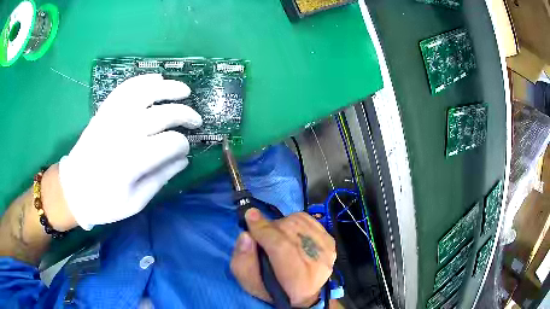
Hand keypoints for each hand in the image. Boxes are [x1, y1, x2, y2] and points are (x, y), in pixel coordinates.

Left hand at [58, 74, 201, 229]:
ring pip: (145, 92)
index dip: (183, 145)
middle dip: (185, 115)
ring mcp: (112, 117)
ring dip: (168, 88)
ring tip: (184, 91)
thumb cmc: (104, 202)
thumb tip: (184, 160)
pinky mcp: (104, 111)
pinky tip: (157, 80)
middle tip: (196, 120)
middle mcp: (123, 133)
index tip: (186, 151)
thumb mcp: (135, 202)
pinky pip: (125, 88)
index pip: (170, 143)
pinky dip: (143, 80)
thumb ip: (160, 178)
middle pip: (162, 114)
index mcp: (132, 161)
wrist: (73, 189)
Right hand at [231, 209, 335, 306]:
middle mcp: (319, 265)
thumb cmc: (272, 289)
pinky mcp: (331, 242)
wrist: (302, 292)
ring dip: (281, 223)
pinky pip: (308, 219)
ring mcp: (327, 252)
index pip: (281, 247)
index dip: (264, 230)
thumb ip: (243, 262)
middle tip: (260, 231)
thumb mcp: (250, 283)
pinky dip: (294, 220)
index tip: (250, 216)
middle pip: (290, 231)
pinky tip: (288, 231)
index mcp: (298, 283)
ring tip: (274, 234)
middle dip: (270, 226)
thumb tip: (246, 235)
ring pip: (299, 221)